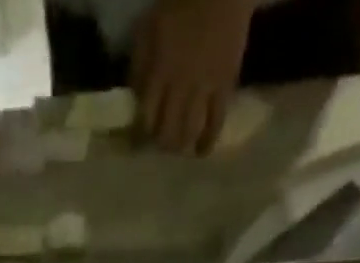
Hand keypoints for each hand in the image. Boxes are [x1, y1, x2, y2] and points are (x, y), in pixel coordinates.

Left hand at [129, 0, 255, 155]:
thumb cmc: (179, 6)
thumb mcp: (147, 31)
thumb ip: (138, 67)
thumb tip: (135, 99)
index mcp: (158, 74)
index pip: (145, 120)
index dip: (140, 137)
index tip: (139, 144)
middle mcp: (179, 88)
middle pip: (166, 132)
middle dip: (161, 144)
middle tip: (161, 145)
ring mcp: (203, 89)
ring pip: (189, 132)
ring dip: (181, 146)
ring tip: (179, 149)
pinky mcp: (224, 87)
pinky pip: (216, 122)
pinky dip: (208, 141)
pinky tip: (202, 151)